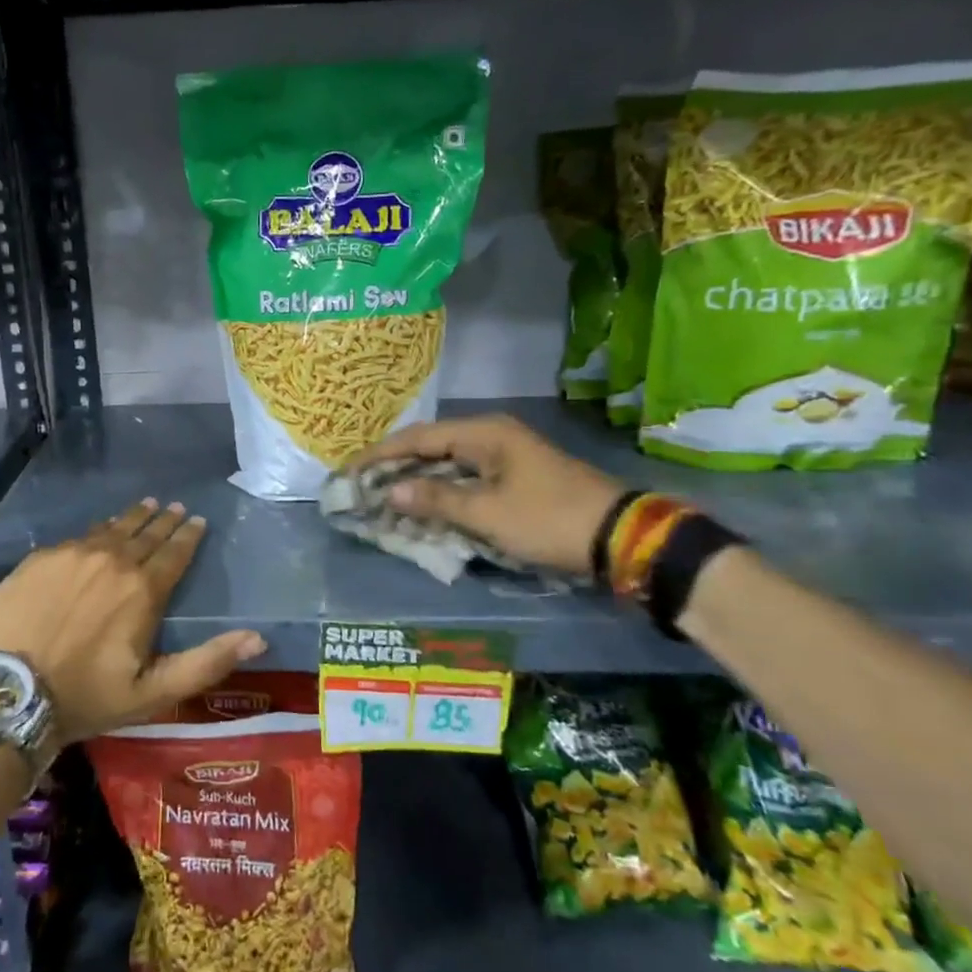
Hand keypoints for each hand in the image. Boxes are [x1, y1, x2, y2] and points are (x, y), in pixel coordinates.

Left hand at [0, 499, 266, 744]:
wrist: (8, 691)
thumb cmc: (86, 697)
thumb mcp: (153, 692)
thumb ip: (206, 663)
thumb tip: (258, 639)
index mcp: (142, 590)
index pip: (174, 553)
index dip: (188, 536)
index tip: (197, 521)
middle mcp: (112, 561)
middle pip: (145, 534)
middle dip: (164, 520)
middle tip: (175, 507)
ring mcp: (73, 554)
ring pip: (111, 529)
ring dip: (132, 518)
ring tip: (146, 505)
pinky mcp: (41, 558)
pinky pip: (78, 537)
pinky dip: (96, 531)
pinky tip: (98, 531)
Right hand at [356, 414, 623, 574]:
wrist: (621, 538)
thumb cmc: (548, 519)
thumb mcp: (487, 513)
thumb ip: (435, 500)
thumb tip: (389, 490)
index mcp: (484, 433)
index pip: (418, 437)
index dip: (381, 455)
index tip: (349, 471)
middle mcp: (491, 437)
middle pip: (430, 447)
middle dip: (395, 468)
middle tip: (361, 487)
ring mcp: (505, 457)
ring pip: (447, 464)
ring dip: (417, 482)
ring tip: (383, 498)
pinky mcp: (515, 479)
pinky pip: (465, 479)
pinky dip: (441, 492)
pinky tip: (422, 507)